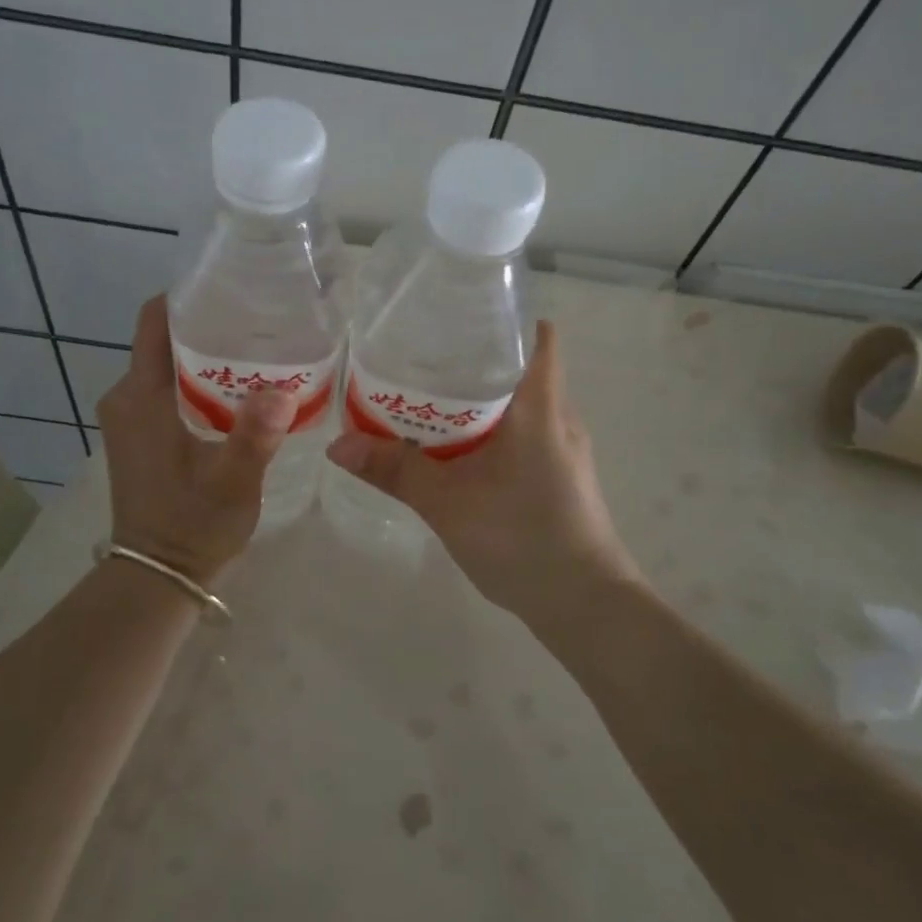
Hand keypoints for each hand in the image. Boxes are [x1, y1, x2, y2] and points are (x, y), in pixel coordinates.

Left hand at [96, 295, 297, 585]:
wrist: (157, 575)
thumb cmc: (192, 525)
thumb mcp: (233, 481)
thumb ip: (254, 434)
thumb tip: (281, 390)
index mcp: (141, 396)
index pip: (154, 321)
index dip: (189, 297)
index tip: (233, 287)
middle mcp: (126, 397)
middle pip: (164, 339)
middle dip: (208, 325)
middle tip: (261, 320)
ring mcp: (128, 417)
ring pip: (167, 364)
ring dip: (206, 355)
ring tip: (257, 350)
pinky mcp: (137, 434)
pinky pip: (166, 389)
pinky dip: (197, 380)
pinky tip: (237, 390)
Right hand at [325, 321, 640, 621]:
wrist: (584, 605)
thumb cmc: (522, 539)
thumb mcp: (447, 503)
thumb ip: (394, 470)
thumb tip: (337, 445)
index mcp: (540, 406)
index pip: (537, 336)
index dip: (503, 318)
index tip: (459, 316)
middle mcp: (559, 417)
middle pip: (521, 366)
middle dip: (476, 359)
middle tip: (424, 357)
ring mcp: (565, 448)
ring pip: (522, 403)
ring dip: (482, 398)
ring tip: (432, 398)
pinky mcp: (562, 475)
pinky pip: (526, 432)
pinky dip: (493, 428)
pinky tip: (460, 449)